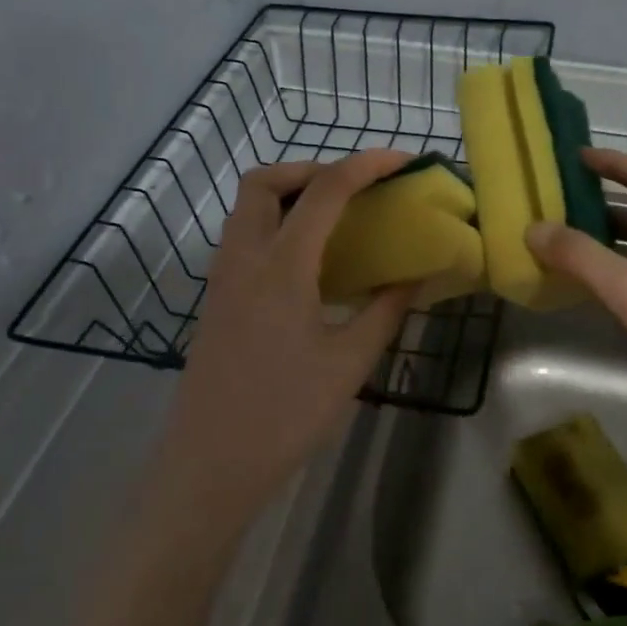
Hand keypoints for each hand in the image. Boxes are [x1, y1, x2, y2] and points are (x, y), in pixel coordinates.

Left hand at [155, 151, 416, 530]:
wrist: (209, 465)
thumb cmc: (285, 414)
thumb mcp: (349, 362)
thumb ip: (386, 309)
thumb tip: (417, 273)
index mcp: (281, 266)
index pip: (325, 191)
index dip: (366, 165)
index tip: (402, 160)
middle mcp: (243, 257)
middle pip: (265, 181)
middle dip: (311, 169)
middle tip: (353, 189)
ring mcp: (222, 277)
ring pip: (247, 207)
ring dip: (289, 194)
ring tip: (335, 219)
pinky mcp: (216, 298)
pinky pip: (244, 236)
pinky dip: (276, 224)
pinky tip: (308, 261)